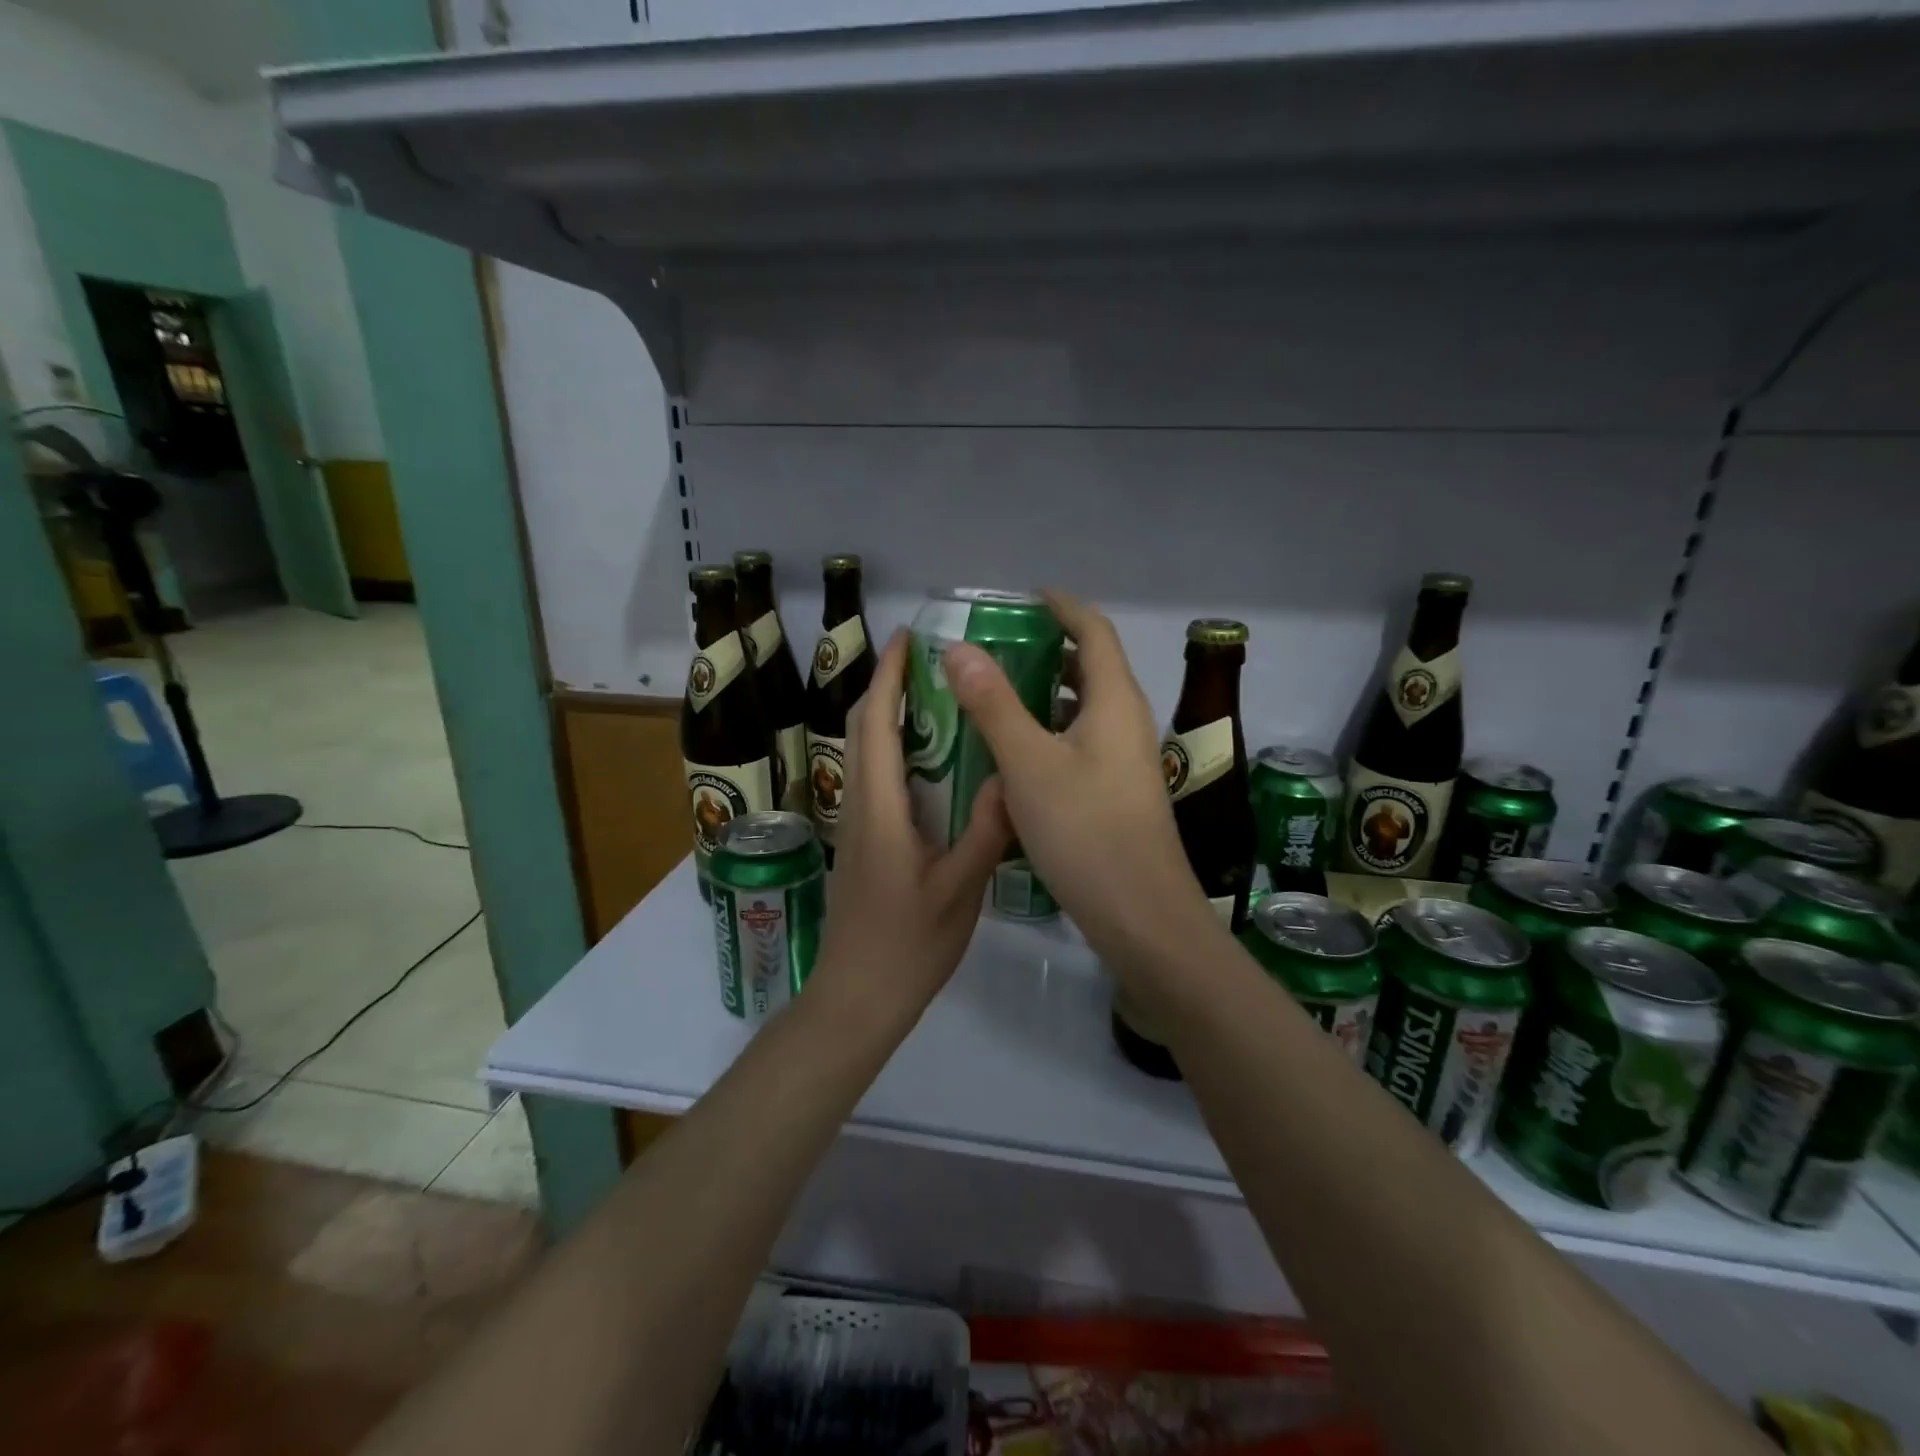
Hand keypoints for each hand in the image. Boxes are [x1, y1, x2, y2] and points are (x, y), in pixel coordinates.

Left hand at [810, 629, 1012, 1029]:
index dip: (887, 676)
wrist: (857, 995)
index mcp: (880, 809)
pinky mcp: (859, 841)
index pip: (875, 724)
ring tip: (933, 695)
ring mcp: (854, 824)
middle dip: (885, 684)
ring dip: (886, 713)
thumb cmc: (908, 945)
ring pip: (862, 751)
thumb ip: (984, 831)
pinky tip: (930, 758)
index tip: (907, 638)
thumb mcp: (959, 891)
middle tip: (927, 659)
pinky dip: (891, 748)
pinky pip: (871, 776)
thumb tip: (1009, 776)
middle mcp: (858, 805)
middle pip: (860, 728)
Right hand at [943, 591, 1217, 976]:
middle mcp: (1127, 721)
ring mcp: (1126, 760)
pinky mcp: (1118, 792)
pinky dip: (1050, 733)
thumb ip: (993, 704)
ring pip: (1085, 709)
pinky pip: (1082, 743)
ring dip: (1046, 694)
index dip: (1062, 606)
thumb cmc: (1085, 831)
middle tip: (996, 649)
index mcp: (1114, 701)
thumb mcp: (1029, 763)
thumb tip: (959, 649)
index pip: (1093, 630)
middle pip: (1092, 667)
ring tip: (996, 696)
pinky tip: (1015, 755)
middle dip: (1048, 649)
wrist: (1140, 914)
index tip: (1024, 597)